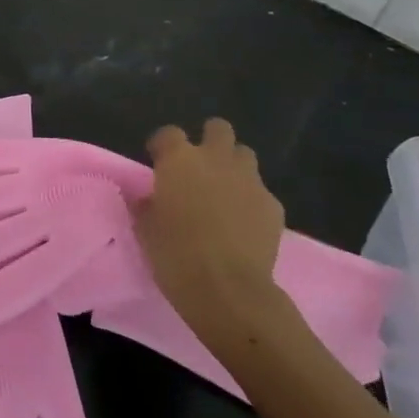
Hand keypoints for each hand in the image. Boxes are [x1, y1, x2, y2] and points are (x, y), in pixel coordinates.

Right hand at [132, 120, 289, 350]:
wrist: (227, 288)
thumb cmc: (174, 253)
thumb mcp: (145, 227)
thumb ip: (148, 203)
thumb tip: (151, 197)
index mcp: (179, 161)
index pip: (168, 133)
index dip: (162, 145)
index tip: (157, 160)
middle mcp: (216, 160)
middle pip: (218, 129)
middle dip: (209, 139)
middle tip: (198, 164)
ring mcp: (250, 181)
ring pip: (244, 155)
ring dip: (232, 165)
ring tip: (222, 189)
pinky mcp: (273, 205)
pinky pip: (260, 191)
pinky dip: (249, 199)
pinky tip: (241, 221)